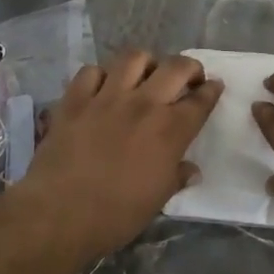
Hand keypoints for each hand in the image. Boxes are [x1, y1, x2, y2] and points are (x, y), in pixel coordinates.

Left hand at [21, 50, 222, 257]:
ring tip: (146, 75)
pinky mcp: (75, 99)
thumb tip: (191, 170)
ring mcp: (107, 97)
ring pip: (134, 58)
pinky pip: (91, 71)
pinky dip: (101, 75)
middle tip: (188, 78)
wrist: (59, 213)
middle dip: (189, 67)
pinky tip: (103, 87)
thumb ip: (177, 177)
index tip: (214, 86)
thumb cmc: (116, 215)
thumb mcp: (157, 201)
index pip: (200, 101)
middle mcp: (143, 104)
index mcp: (170, 131)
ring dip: (146, 63)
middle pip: (175, 67)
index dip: (211, 90)